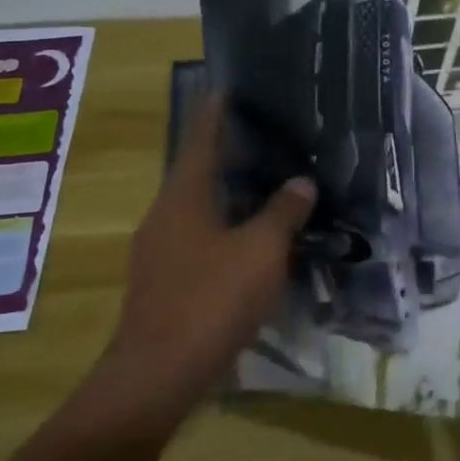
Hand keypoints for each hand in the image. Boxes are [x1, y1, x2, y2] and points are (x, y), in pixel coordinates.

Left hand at [79, 97, 314, 435]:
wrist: (158, 374)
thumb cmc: (211, 300)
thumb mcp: (261, 251)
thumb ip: (283, 213)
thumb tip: (301, 182)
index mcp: (183, 197)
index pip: (201, 140)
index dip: (215, 113)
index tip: (226, 87)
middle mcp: (164, 216)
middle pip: (196, 173)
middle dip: (226, 154)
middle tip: (263, 137)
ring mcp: (158, 251)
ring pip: (197, 209)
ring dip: (226, 195)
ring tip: (264, 186)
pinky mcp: (163, 282)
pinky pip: (197, 240)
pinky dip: (223, 229)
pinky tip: (249, 243)